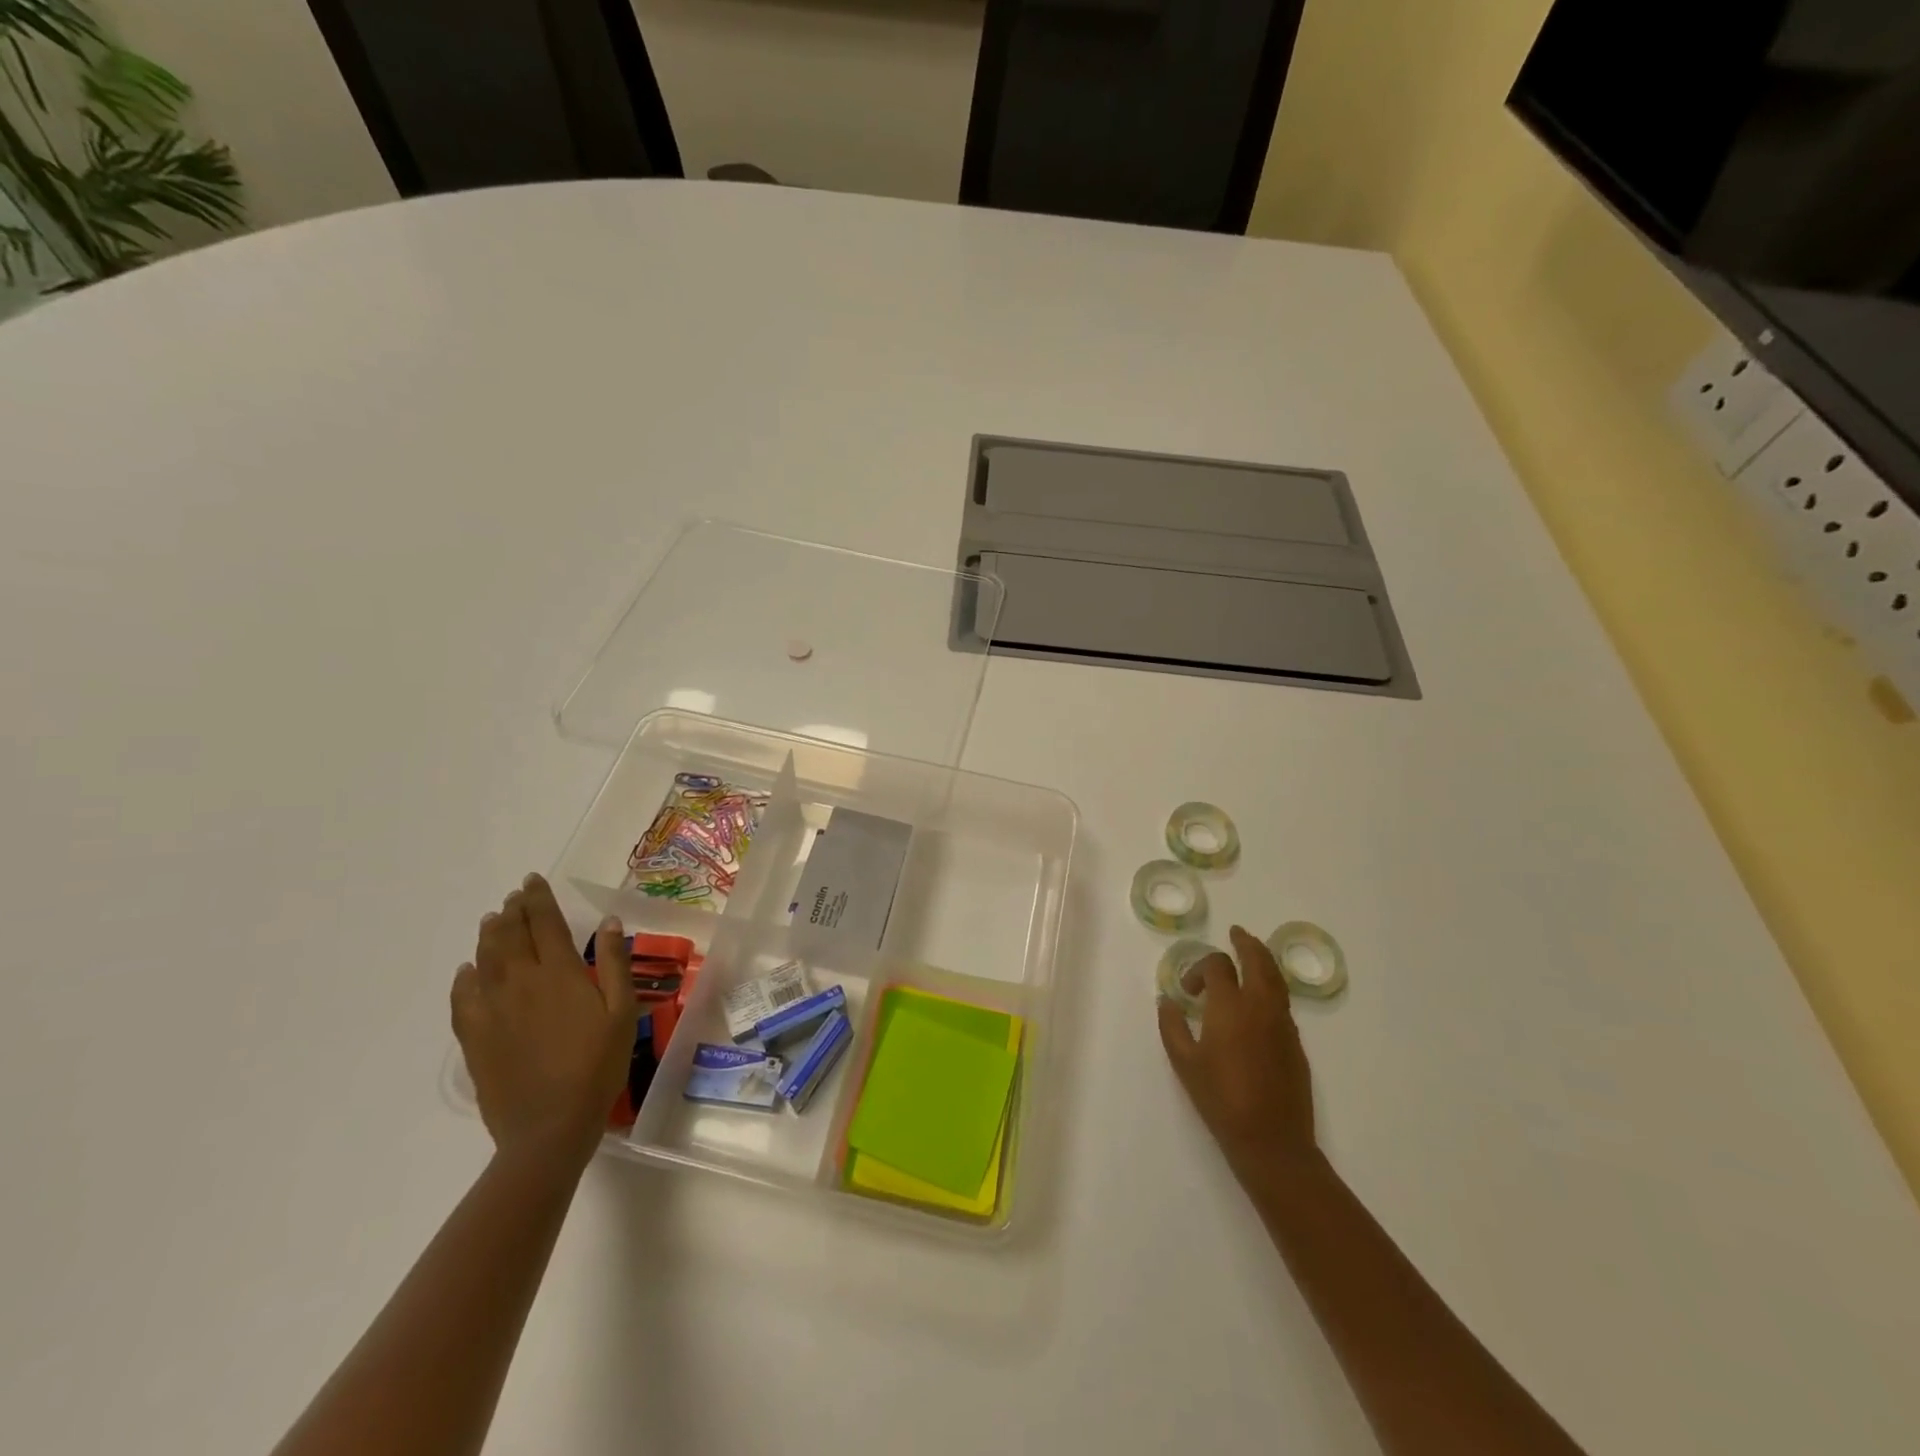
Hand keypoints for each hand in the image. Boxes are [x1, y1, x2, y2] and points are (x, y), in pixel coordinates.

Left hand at [451, 874, 636, 1162]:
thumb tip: (608, 922)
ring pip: (484, 960)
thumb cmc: (597, 1066)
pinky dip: (465, 976)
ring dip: (489, 934)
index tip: (532, 880)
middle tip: (515, 897)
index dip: (538, 899)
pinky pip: (462, 997)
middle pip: (509, 936)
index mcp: (558, 974)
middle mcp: (519, 983)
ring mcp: (491, 1010)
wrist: (548, 1126)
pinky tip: (468, 970)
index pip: (544, 923)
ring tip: (493, 919)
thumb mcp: (621, 1012)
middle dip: (513, 911)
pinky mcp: (474, 1038)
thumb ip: (613, 964)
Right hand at [1158, 925, 1317, 1180]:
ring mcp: (1283, 1023)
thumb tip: (1167, 1001)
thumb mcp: (1184, 1063)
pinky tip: (1260, 997)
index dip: (1201, 968)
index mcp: (1230, 1006)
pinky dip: (1272, 985)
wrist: (1272, 1141)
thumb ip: (1172, 1026)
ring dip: (1262, 960)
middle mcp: (1260, 1006)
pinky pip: (1283, 1001)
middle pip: (1257, 960)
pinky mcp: (1296, 1042)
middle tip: (1236, 933)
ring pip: (1276, 978)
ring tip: (1252, 952)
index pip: (1218, 966)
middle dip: (1246, 943)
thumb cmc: (1221, 1100)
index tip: (1189, 989)